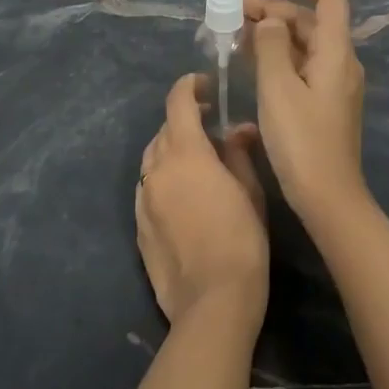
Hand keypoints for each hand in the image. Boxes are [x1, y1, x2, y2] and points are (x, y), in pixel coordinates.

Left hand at [136, 74, 267, 331]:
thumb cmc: (241, 240)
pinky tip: (183, 196)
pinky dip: (163, 179)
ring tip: (196, 162)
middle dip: (185, 121)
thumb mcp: (250, 191)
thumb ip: (239, 153)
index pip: (177, 102)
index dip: (189, 86)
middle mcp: (156, 168)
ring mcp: (142, 198)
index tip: (206, 86)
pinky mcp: (138, 226)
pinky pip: (147, 187)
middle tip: (211, 130)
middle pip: (165, 129)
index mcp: (186, 152)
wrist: (212, 302)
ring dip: (171, 149)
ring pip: (152, 158)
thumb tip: (237, 130)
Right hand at [243, 0, 367, 225]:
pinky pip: (301, 65)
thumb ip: (271, 46)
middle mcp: (340, 60)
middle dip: (273, 10)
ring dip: (272, 33)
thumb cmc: (302, 141)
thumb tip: (270, 21)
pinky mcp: (323, 102)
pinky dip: (277, 56)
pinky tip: (250, 63)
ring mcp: (333, 82)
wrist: (328, 198)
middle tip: (232, 15)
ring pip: (303, 43)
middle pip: (310, 19)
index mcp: (336, 51)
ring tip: (233, 35)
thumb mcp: (278, 88)